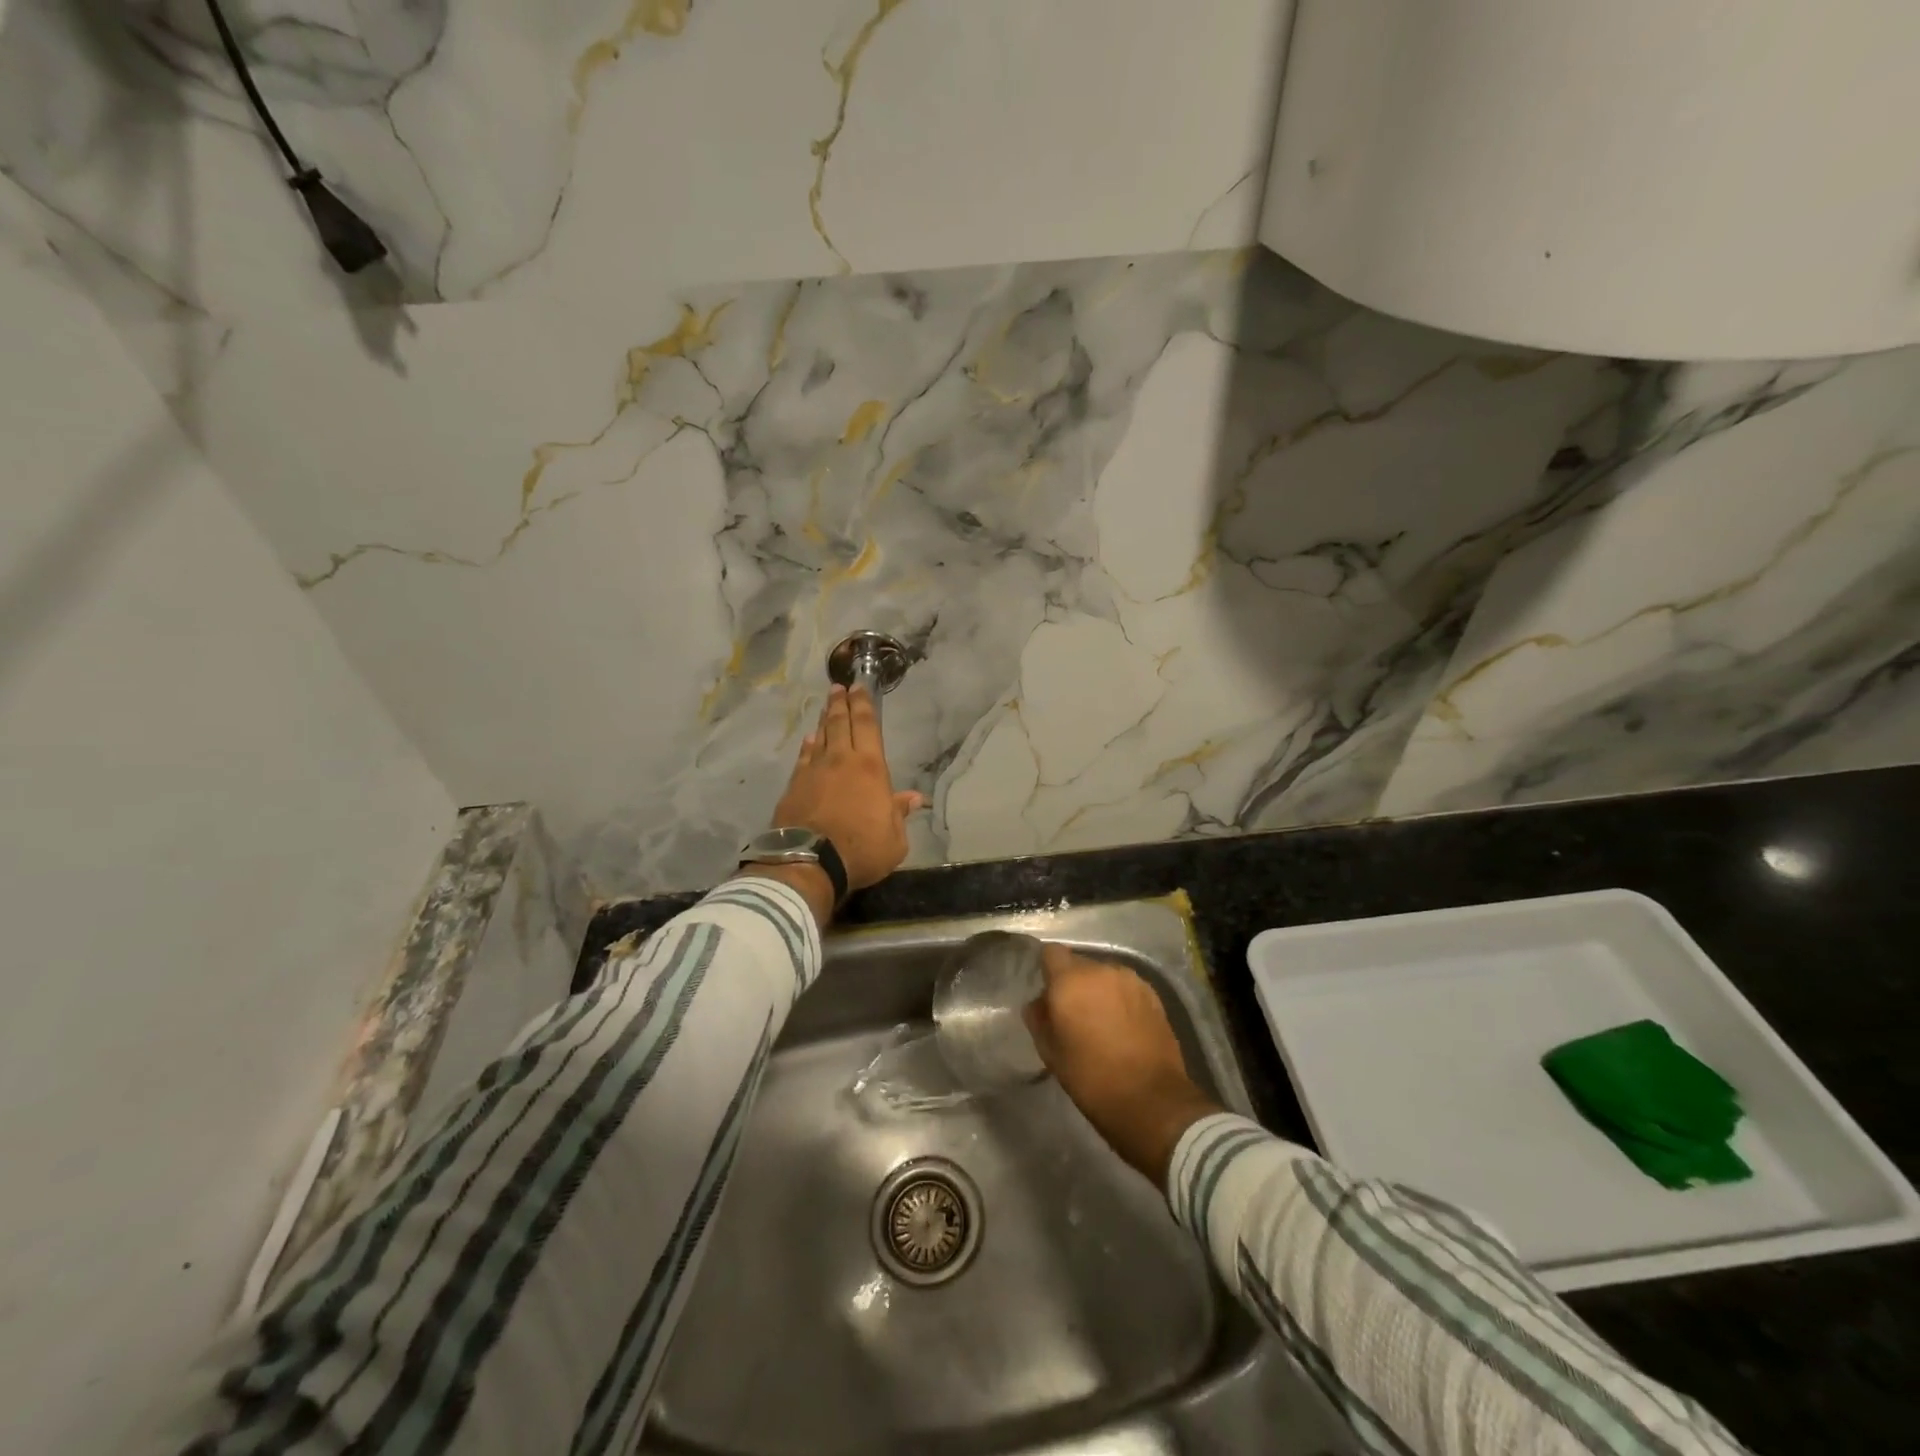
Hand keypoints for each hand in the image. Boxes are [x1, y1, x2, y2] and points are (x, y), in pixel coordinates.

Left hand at [770, 684, 922, 892]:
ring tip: (826, 707)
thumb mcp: (895, 839)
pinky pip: (803, 759)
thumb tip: (913, 798)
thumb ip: (899, 814)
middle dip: (841, 703)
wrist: (810, 862)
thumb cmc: (861, 850)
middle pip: (840, 724)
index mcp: (870, 768)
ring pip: (820, 737)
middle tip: (838, 687)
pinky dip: (807, 747)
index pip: (866, 726)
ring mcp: (814, 772)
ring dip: (824, 720)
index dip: (863, 705)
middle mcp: (841, 761)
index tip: (858, 687)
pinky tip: (808, 741)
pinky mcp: (794, 787)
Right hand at [1024, 944, 1222, 1186]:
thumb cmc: (1092, 1079)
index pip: (1051, 953)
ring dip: (1099, 990)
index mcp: (1070, 981)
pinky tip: (1123, 1026)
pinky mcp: (1153, 994)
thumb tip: (1039, 1004)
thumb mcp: (1051, 1053)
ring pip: (1104, 975)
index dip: (1048, 970)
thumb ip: (1039, 1020)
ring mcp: (1130, 979)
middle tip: (1074, 1014)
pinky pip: (1125, 987)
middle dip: (1074, 983)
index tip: (1049, 994)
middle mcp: (1101, 970)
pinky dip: (1120, 999)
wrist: (1152, 1101)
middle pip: (1079, 964)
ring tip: (1101, 1021)